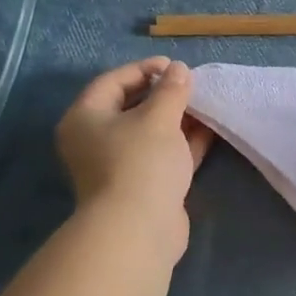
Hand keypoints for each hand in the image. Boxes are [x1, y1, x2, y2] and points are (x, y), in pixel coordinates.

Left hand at [56, 58, 214, 262]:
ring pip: (150, 134)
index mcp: (86, 118)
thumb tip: (180, 70)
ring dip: (177, 119)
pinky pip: (163, 155)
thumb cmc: (140, 163)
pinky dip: (183, 143)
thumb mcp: (158, 118)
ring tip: (206, 104)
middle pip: (131, 107)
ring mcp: (120, 166)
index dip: (143, 69)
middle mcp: (96, 141)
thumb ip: (172, 90)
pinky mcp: (143, 186)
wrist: (139, 230)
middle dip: (163, 95)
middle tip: (192, 85)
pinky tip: (209, 130)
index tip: (174, 66)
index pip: (113, 81)